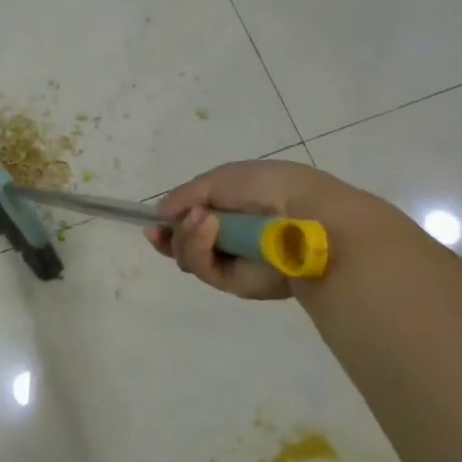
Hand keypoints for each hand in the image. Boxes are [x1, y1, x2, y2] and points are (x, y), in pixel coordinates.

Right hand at [146, 159, 397, 299]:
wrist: (308, 218)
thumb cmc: (268, 187)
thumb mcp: (220, 178)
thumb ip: (186, 195)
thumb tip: (161, 213)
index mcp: (233, 206)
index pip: (191, 219)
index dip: (169, 222)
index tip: (153, 223)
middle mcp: (231, 236)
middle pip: (183, 244)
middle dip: (171, 235)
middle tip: (167, 226)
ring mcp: (234, 261)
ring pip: (188, 257)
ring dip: (186, 237)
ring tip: (202, 220)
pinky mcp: (238, 284)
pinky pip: (205, 270)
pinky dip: (199, 248)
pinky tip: (208, 229)